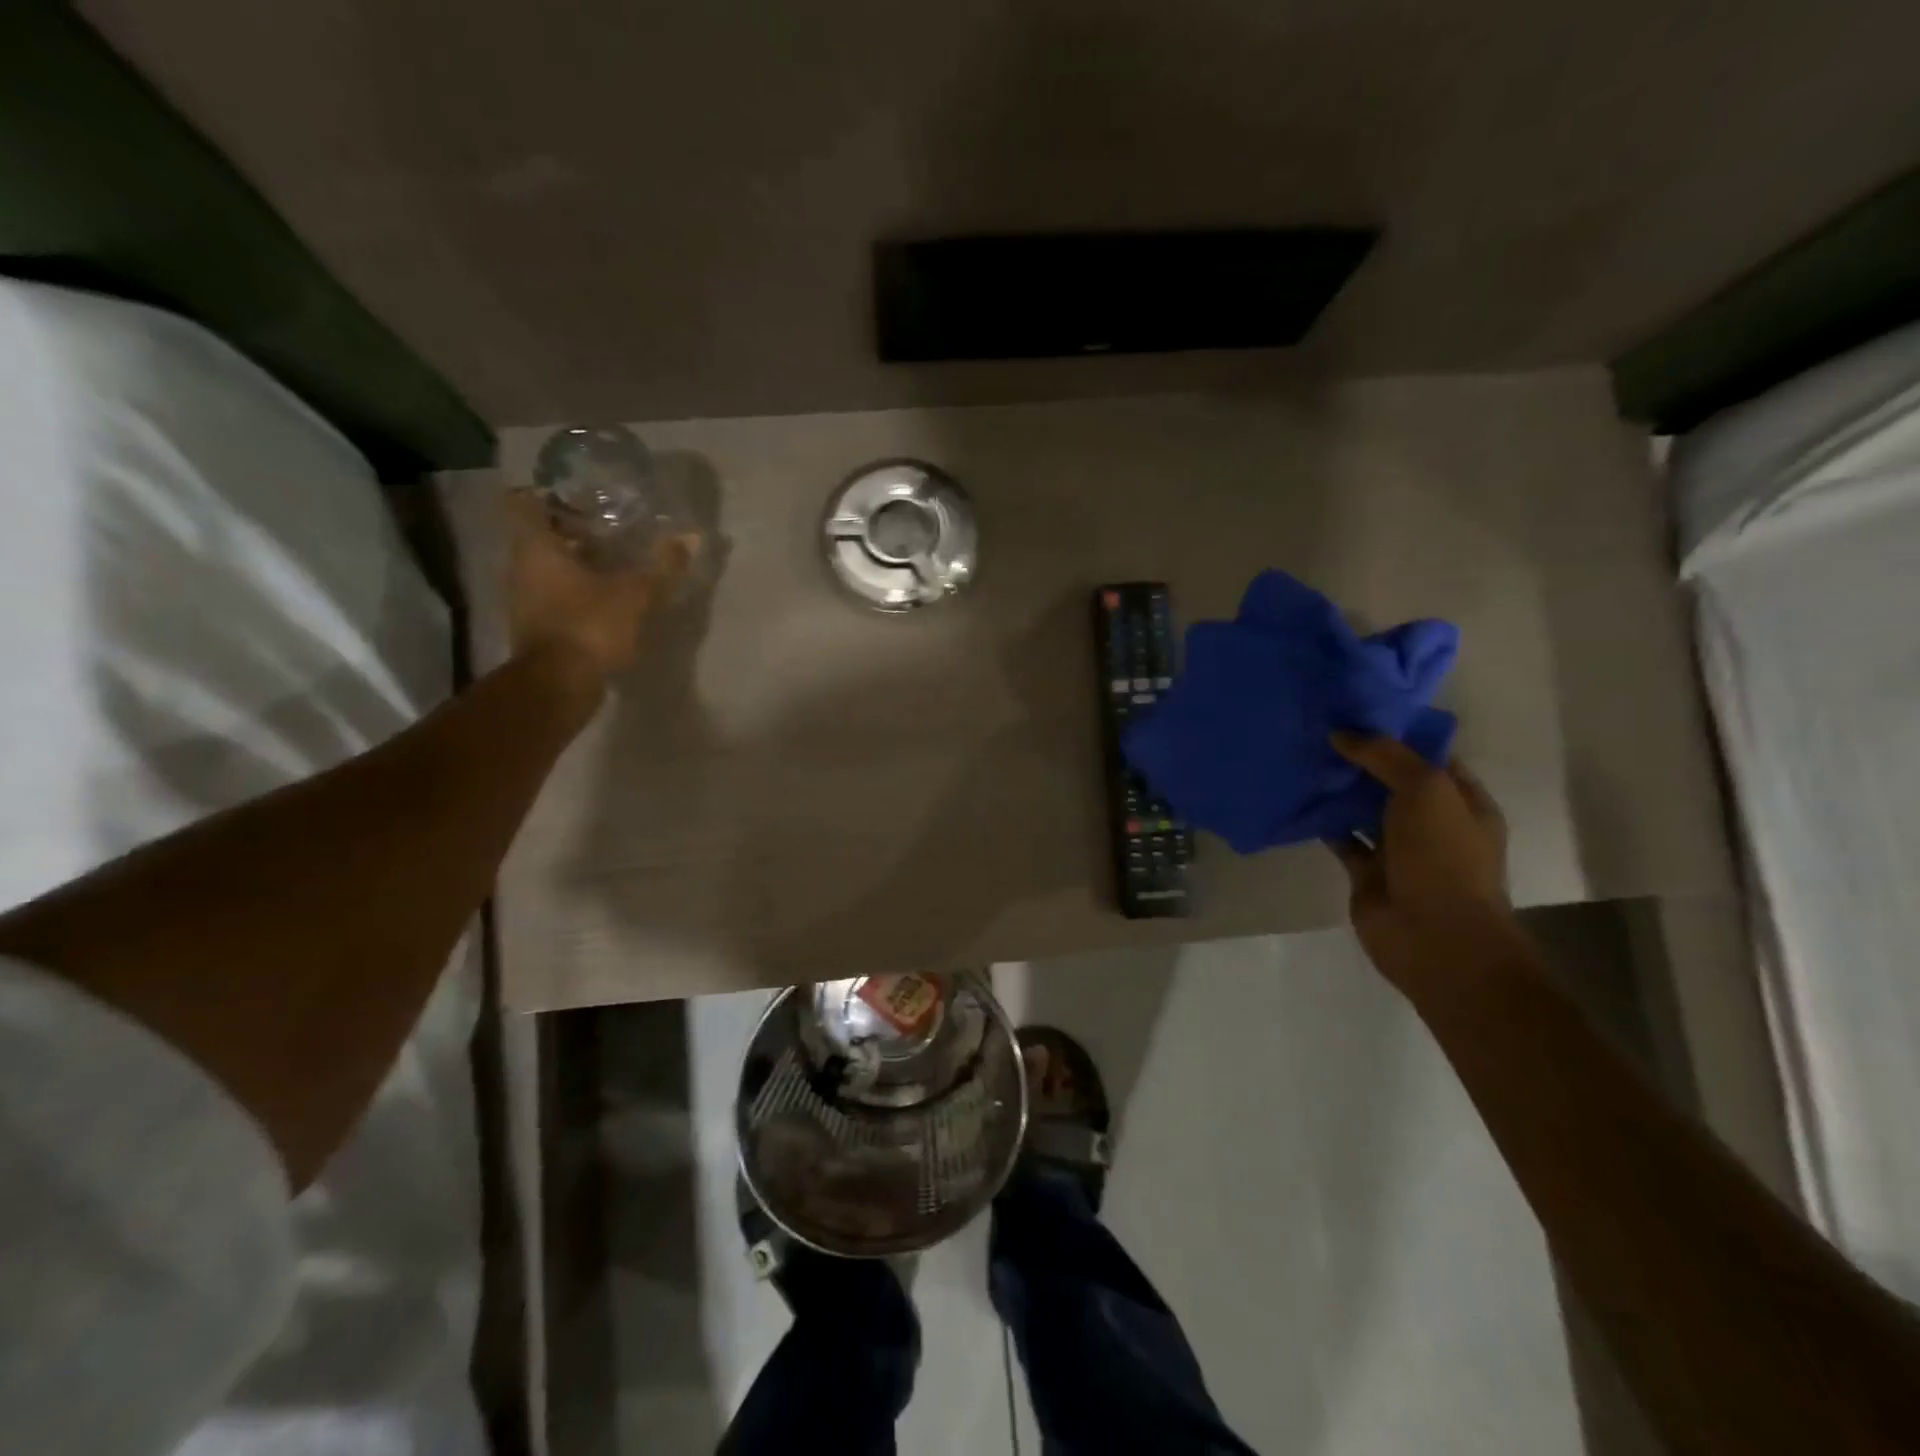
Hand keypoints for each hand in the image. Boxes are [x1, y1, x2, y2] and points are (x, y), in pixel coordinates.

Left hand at [505, 490, 687, 681]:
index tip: (582, 495)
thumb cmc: (589, 625)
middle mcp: (521, 566)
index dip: (552, 494)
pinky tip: (606, 595)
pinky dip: (576, 589)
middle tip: (608, 525)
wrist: (558, 685)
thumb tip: (690, 537)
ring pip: (547, 566)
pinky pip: (554, 594)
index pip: (527, 502)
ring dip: (575, 561)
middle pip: (540, 534)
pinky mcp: (537, 625)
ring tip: (614, 560)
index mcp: (536, 547)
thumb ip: (662, 566)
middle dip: (571, 528)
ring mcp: (525, 598)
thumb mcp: (635, 594)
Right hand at [1328, 734, 1519, 993]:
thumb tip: (1341, 733)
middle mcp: (1433, 823)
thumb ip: (1384, 756)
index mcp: (1462, 802)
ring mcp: (1400, 849)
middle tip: (1318, 728)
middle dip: (1360, 758)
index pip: (1430, 756)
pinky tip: (1298, 798)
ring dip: (1338, 789)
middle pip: (1392, 780)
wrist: (1434, 936)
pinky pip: (1342, 837)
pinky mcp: (1367, 872)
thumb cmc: (1443, 858)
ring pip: (1364, 809)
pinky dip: (1323, 821)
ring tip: (1302, 756)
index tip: (1355, 711)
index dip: (1397, 733)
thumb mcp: (1425, 790)